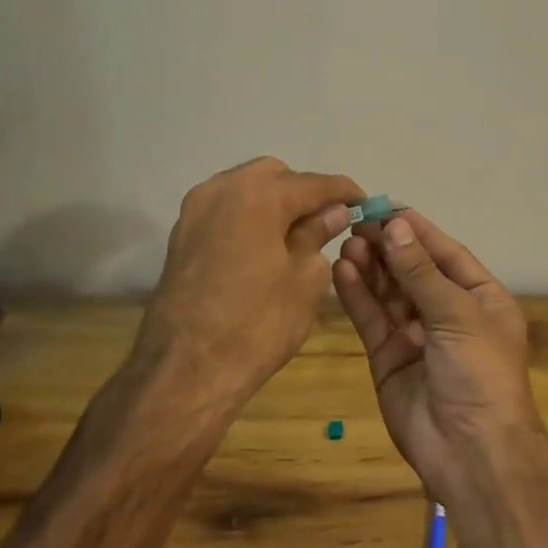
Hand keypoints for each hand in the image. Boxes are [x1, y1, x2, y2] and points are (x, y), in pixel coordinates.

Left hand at [138, 157, 361, 411]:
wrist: (185, 371)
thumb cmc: (257, 324)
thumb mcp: (305, 280)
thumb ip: (319, 235)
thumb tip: (333, 213)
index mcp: (259, 194)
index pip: (314, 183)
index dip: (345, 192)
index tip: (366, 204)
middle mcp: (223, 188)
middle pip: (275, 176)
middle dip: (303, 193)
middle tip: (327, 222)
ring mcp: (196, 210)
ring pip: (245, 189)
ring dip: (273, 203)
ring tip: (296, 235)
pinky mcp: (181, 235)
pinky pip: (225, 210)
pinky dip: (248, 218)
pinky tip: (264, 247)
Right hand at [331, 211, 541, 502]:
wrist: (471, 452)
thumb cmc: (479, 372)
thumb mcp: (457, 314)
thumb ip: (421, 272)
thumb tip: (397, 226)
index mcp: (480, 298)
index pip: (446, 253)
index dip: (418, 231)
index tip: (387, 207)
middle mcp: (449, 313)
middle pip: (414, 271)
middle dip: (389, 247)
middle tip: (358, 223)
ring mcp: (417, 336)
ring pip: (390, 293)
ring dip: (371, 267)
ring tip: (348, 242)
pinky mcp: (389, 358)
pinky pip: (373, 319)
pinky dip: (358, 296)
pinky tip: (342, 271)